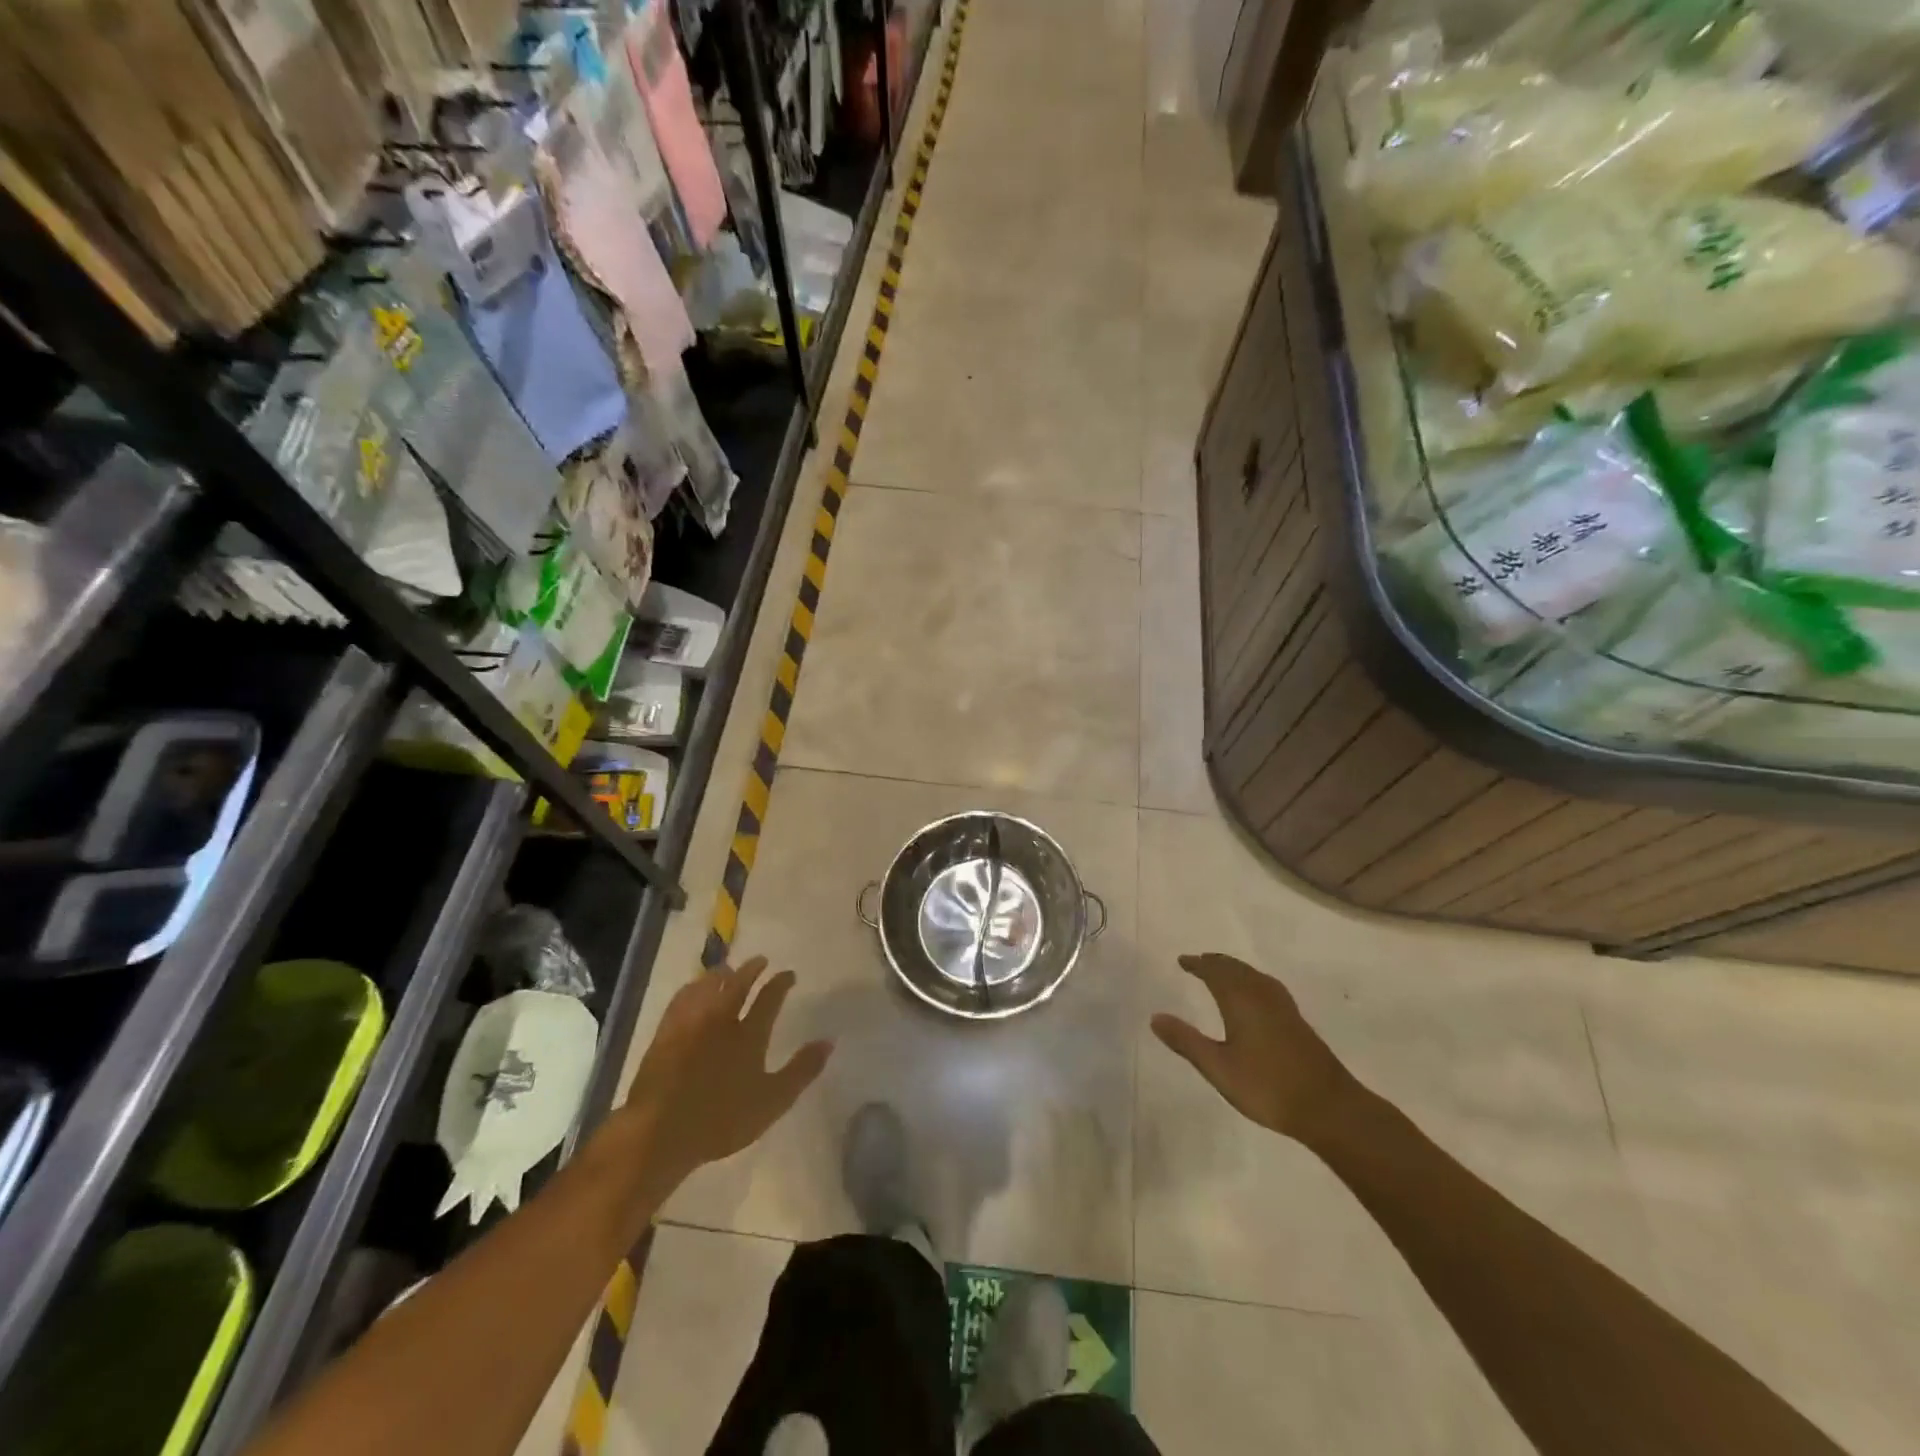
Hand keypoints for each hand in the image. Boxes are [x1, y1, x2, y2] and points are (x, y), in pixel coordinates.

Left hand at [619, 957, 832, 1194]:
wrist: (659, 1131)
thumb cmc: (721, 1120)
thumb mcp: (772, 1101)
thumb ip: (802, 1070)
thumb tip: (829, 1041)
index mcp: (749, 1034)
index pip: (770, 998)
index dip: (781, 983)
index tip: (789, 973)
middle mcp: (721, 1019)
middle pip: (738, 984)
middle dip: (752, 969)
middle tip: (760, 960)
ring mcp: (690, 1024)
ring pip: (708, 986)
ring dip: (721, 973)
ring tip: (728, 967)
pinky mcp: (665, 1033)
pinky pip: (682, 998)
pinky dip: (693, 988)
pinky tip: (693, 989)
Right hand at [1151, 953, 1352, 1141]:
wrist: (1329, 1108)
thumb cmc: (1268, 1087)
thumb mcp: (1218, 1068)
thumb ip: (1186, 1041)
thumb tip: (1155, 1016)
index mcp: (1241, 1000)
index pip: (1215, 971)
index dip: (1197, 964)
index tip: (1182, 961)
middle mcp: (1262, 995)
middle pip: (1236, 968)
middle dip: (1215, 963)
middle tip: (1198, 963)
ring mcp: (1283, 1007)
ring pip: (1254, 976)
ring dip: (1234, 969)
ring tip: (1222, 972)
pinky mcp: (1297, 1021)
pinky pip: (1267, 986)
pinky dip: (1252, 980)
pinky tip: (1256, 995)